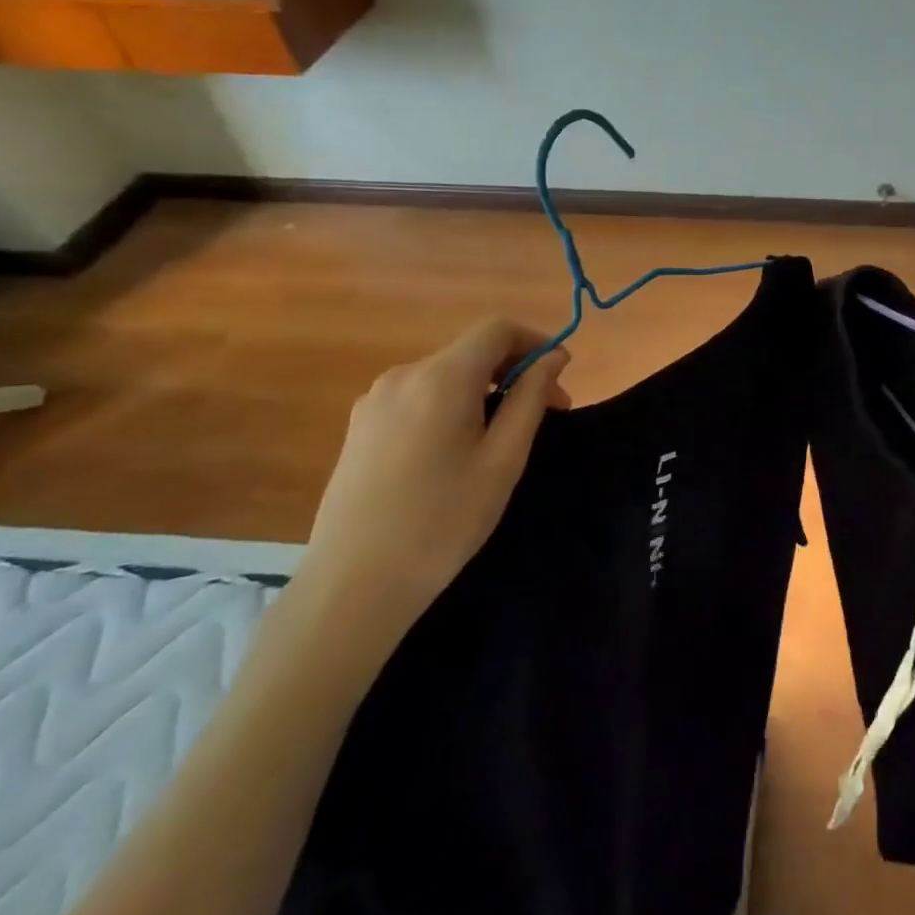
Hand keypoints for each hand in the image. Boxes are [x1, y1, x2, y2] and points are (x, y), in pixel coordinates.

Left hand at [294, 320, 571, 651]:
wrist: (353, 584)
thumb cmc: (442, 520)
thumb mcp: (503, 459)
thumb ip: (530, 398)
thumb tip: (553, 358)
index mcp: (441, 378)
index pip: (497, 329)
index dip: (536, 342)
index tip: (560, 376)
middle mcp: (403, 375)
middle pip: (471, 351)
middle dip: (515, 371)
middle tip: (547, 413)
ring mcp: (375, 400)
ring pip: (446, 375)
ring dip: (484, 390)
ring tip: (505, 436)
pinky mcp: (360, 427)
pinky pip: (419, 397)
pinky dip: (451, 405)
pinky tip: (458, 449)